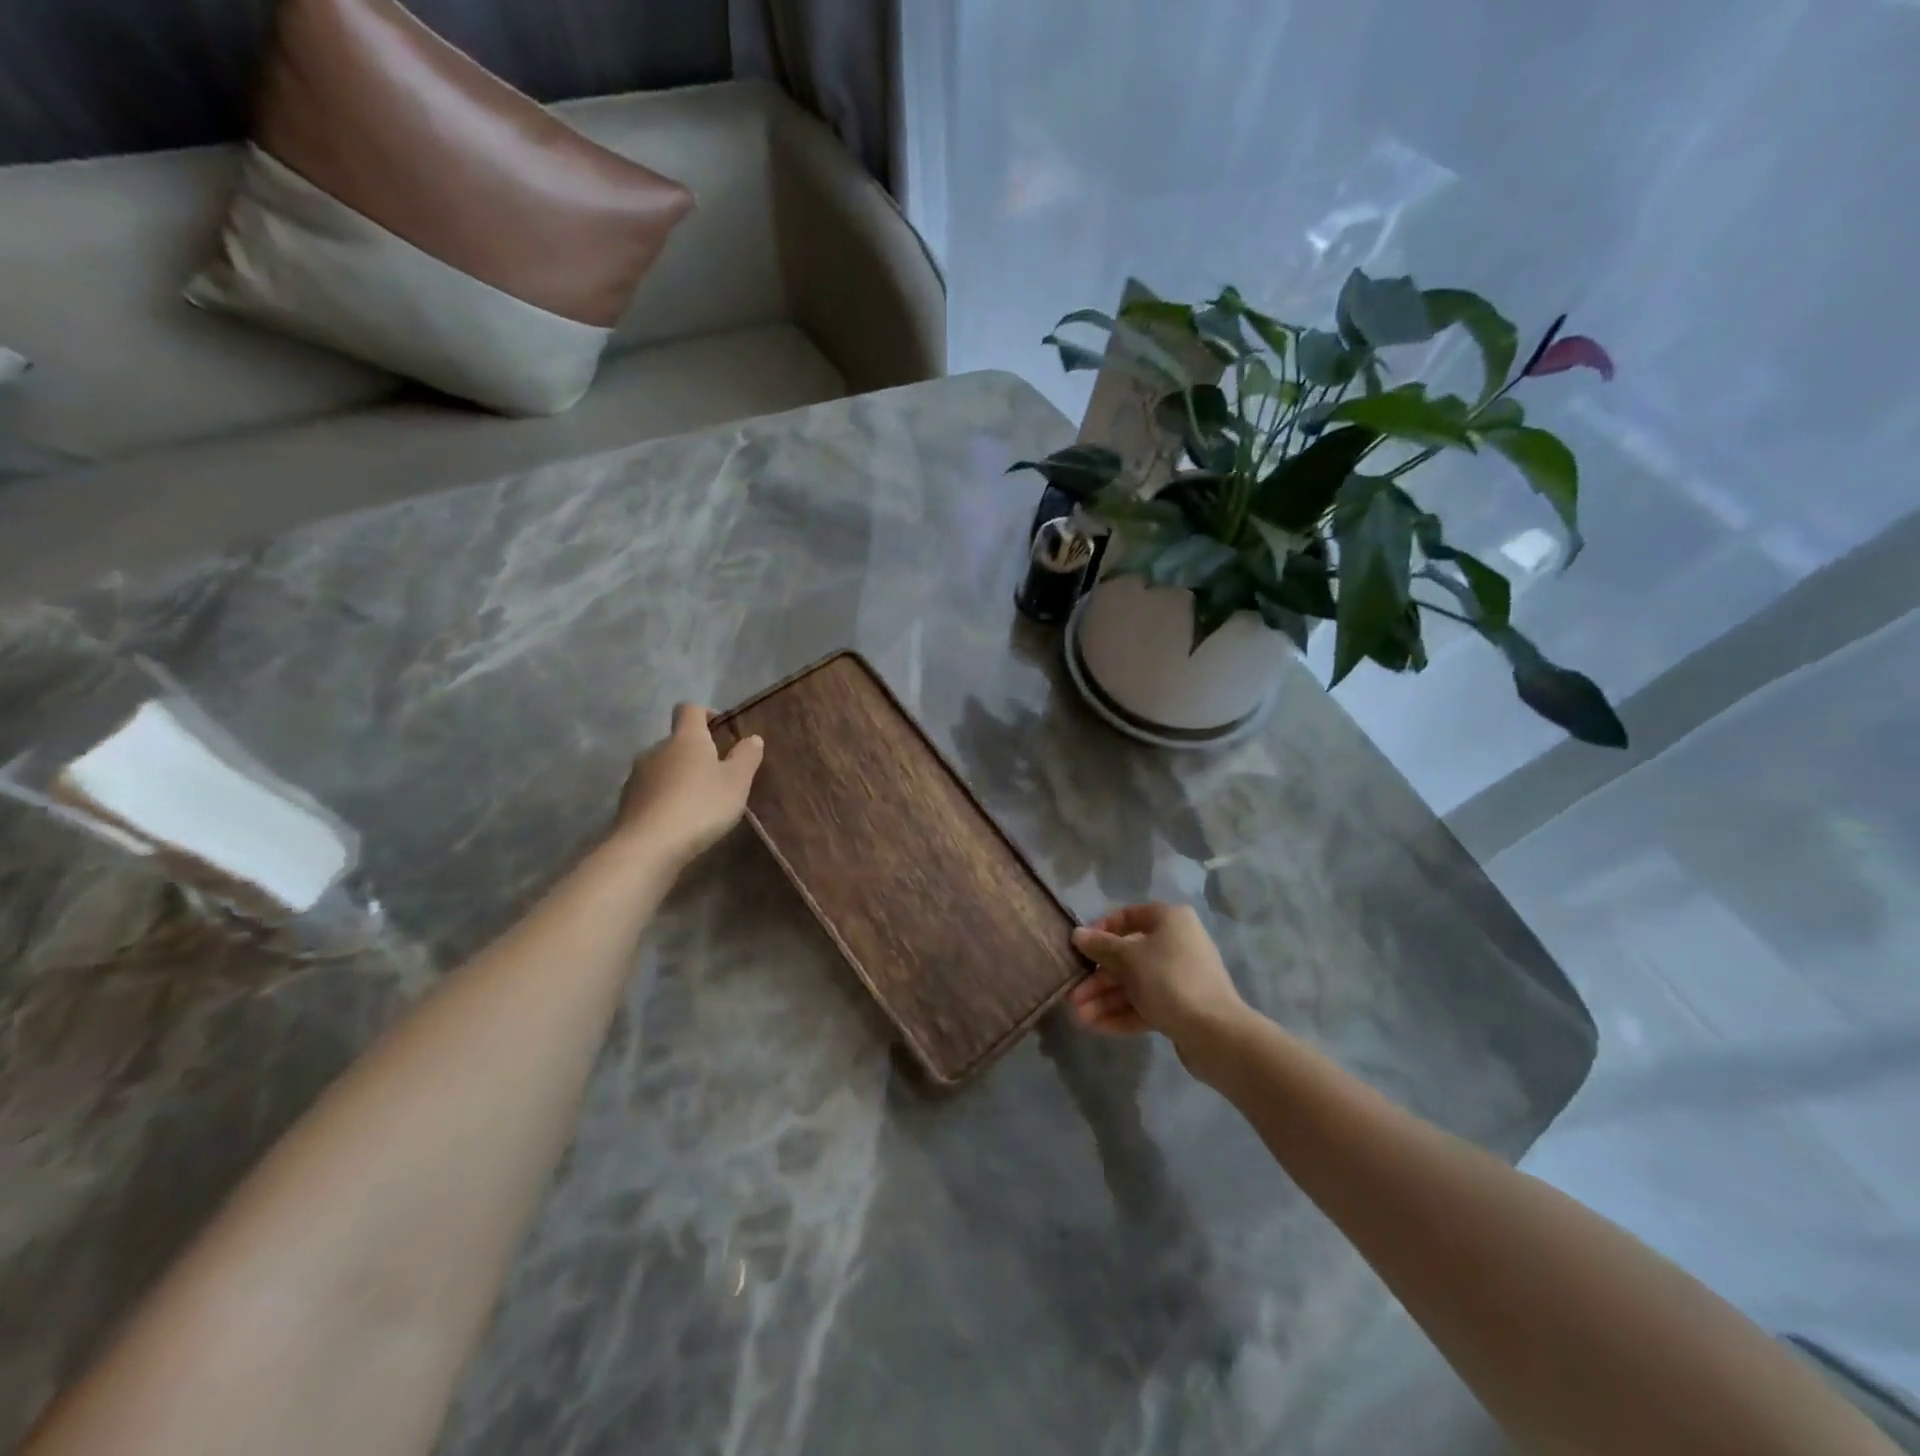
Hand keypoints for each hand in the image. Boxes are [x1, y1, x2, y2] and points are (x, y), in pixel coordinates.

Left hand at [613, 704, 763, 866]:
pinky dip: (664, 799)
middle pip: (676, 741)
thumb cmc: (700, 805)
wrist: (649, 846)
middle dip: (695, 753)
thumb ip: (746, 757)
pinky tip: (677, 821)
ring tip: (697, 802)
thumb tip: (752, 738)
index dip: (705, 714)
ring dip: (678, 777)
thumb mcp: (737, 782)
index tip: (720, 729)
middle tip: (716, 776)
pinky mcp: (626, 802)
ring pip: (662, 767)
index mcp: (685, 739)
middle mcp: (656, 749)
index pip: (689, 709)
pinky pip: (650, 792)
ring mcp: (637, 776)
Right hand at [1068, 903, 1248, 1061]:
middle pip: (1128, 956)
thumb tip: (1078, 934)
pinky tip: (1096, 1026)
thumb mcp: (1128, 959)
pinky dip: (1122, 1013)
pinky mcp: (1182, 1007)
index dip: (1101, 930)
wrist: (1215, 1033)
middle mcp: (1177, 943)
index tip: (1080, 948)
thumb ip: (1101, 946)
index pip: (1128, 916)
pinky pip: (1146, 1004)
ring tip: (1078, 1016)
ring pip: (1135, 983)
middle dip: (1098, 977)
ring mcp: (1180, 977)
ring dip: (1105, 998)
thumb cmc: (1168, 980)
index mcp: (1170, 920)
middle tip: (1073, 995)